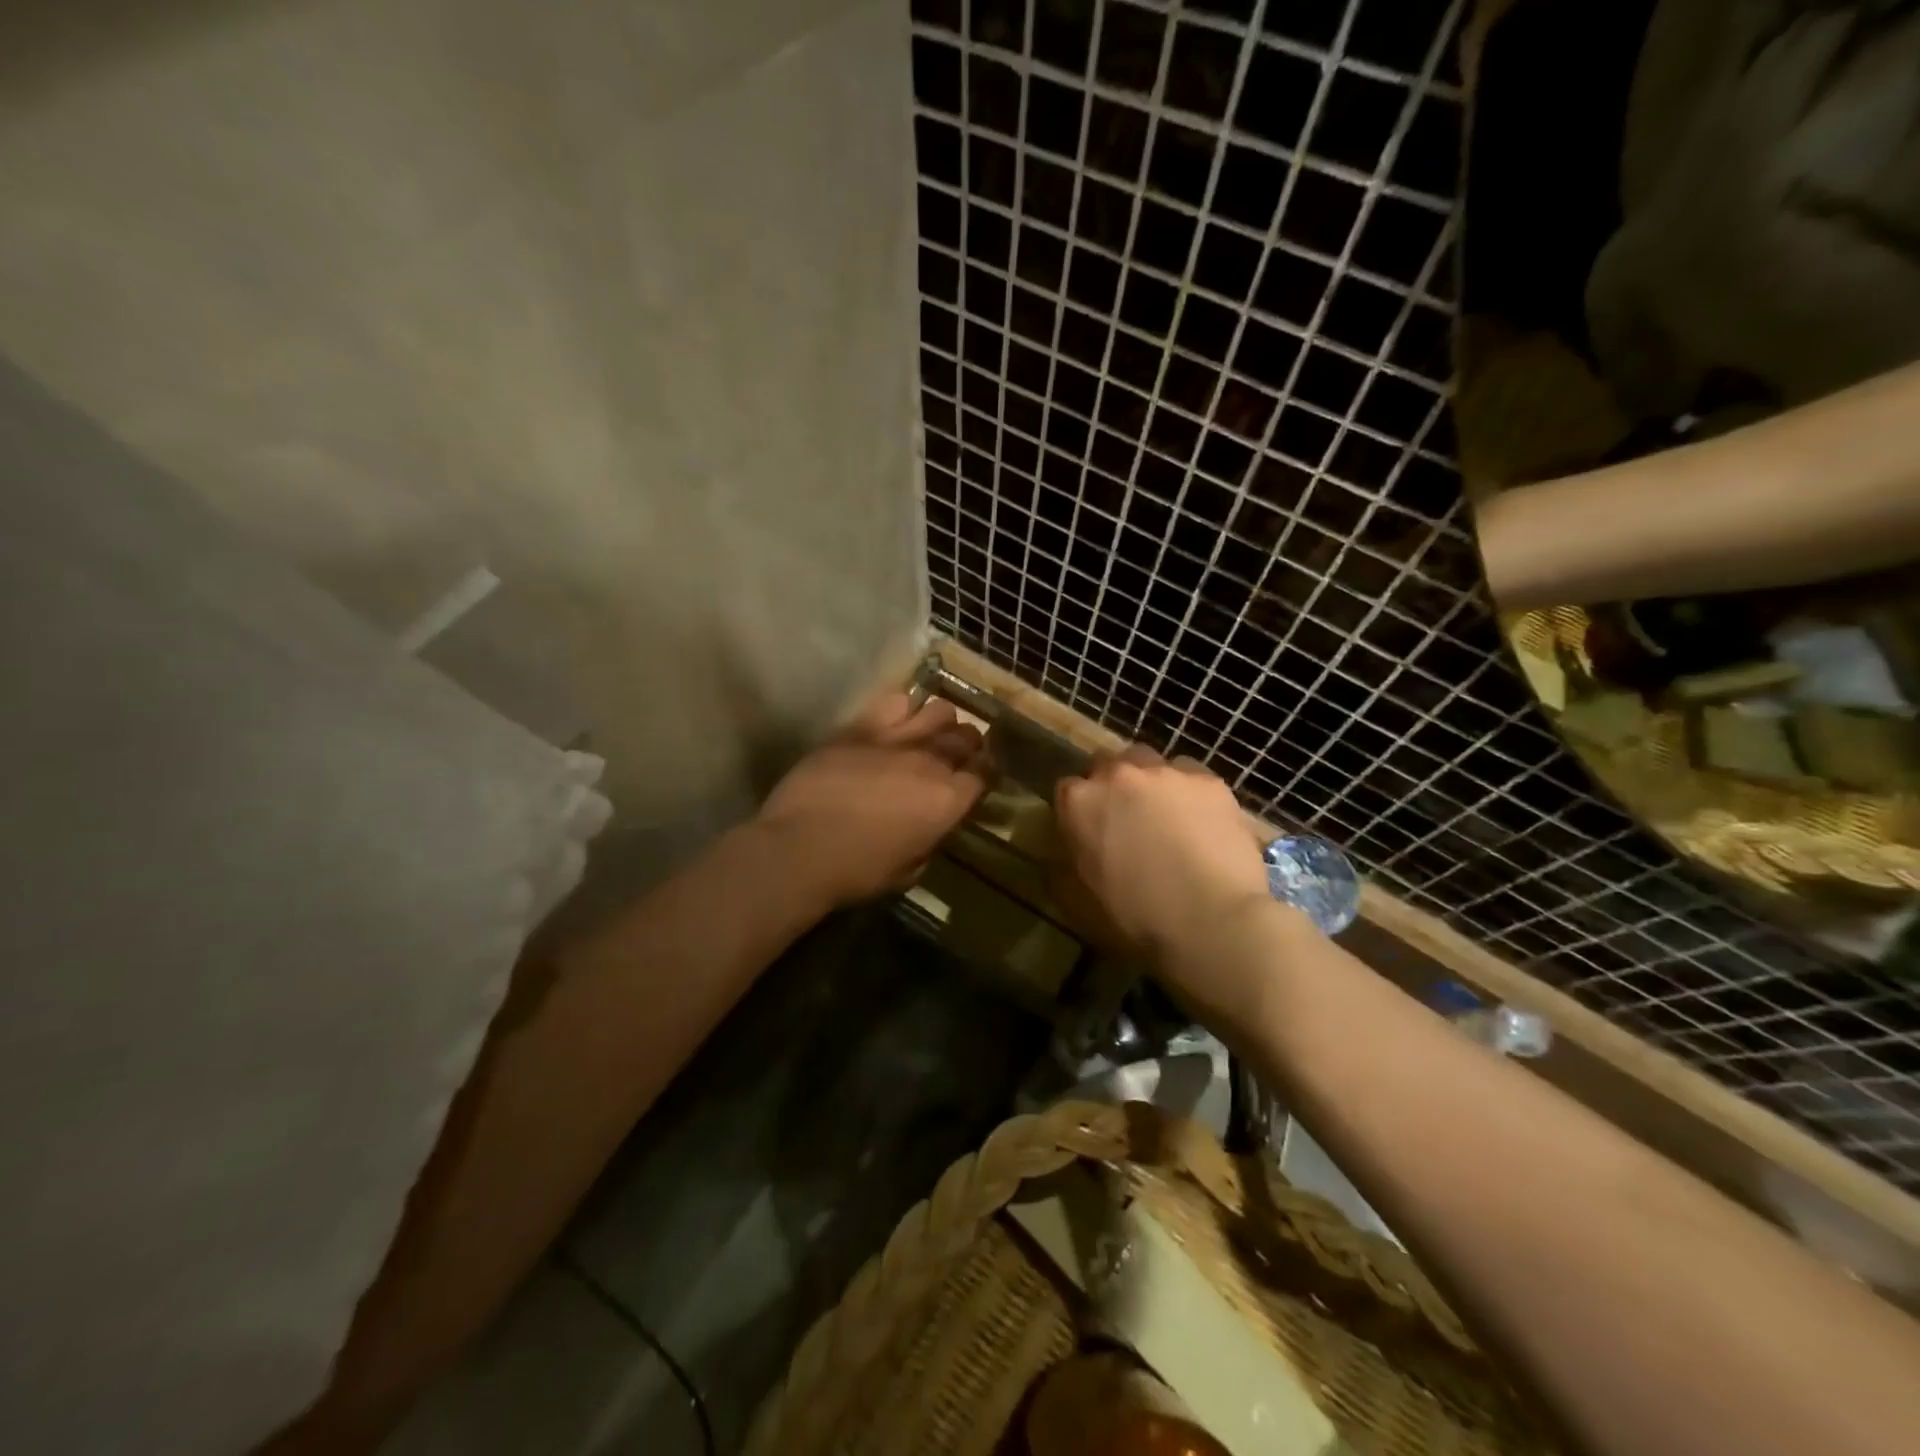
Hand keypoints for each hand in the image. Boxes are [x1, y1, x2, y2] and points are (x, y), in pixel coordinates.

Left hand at [755, 692, 988, 908]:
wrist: (799, 849)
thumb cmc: (856, 872)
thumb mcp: (909, 869)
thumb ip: (929, 838)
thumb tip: (930, 825)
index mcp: (948, 801)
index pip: (984, 773)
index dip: (982, 773)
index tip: (974, 777)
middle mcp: (931, 762)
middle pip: (966, 737)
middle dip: (966, 745)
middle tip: (953, 756)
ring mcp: (897, 739)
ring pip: (939, 711)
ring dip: (939, 723)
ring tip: (926, 735)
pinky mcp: (861, 726)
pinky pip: (896, 702)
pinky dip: (903, 710)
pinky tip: (893, 724)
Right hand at [1055, 747, 1285, 1027]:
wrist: (1211, 918)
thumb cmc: (1138, 915)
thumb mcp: (1084, 892)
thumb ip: (1074, 855)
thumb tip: (1072, 846)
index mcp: (1080, 803)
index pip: (1068, 788)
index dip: (1080, 807)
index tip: (1090, 827)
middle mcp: (1118, 775)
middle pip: (1109, 763)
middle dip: (1115, 784)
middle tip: (1129, 817)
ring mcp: (1165, 772)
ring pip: (1153, 764)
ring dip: (1153, 783)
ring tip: (1170, 817)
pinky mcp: (1208, 780)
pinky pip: (1193, 777)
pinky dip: (1192, 793)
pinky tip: (1204, 823)